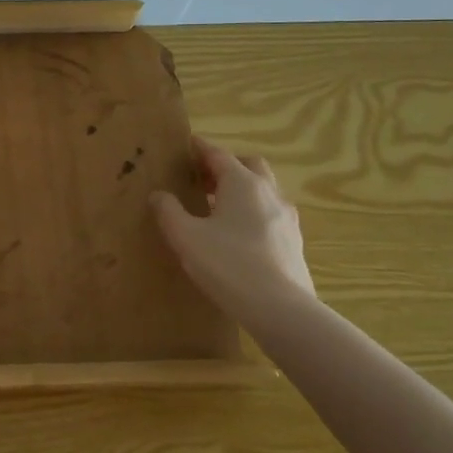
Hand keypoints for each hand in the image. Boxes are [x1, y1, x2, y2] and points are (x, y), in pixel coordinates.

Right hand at [151, 137, 315, 322]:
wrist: (280, 308)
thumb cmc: (227, 264)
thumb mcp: (185, 236)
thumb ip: (168, 211)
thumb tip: (159, 195)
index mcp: (242, 183)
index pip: (219, 154)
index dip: (201, 148)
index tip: (188, 144)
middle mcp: (268, 193)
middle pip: (249, 165)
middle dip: (226, 165)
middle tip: (203, 178)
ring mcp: (286, 218)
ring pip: (264, 190)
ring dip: (242, 189)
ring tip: (218, 207)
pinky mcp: (293, 242)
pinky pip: (270, 214)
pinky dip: (253, 212)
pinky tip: (238, 234)